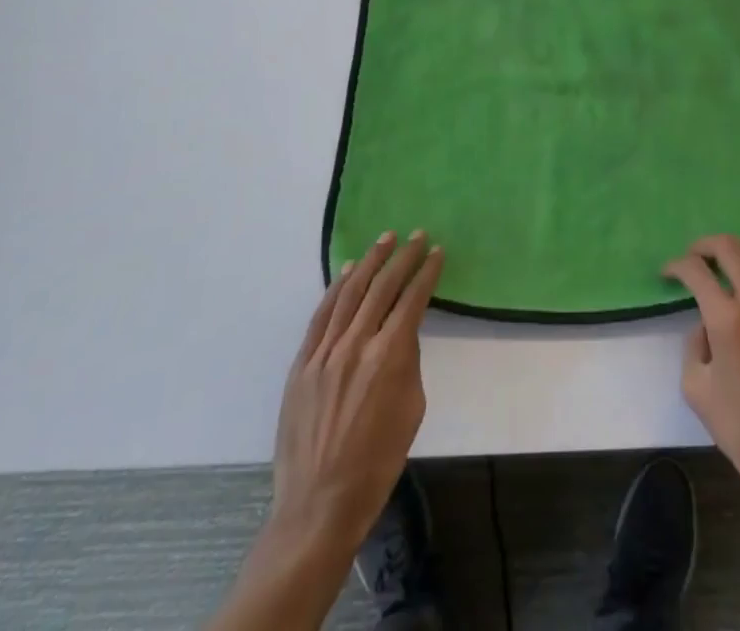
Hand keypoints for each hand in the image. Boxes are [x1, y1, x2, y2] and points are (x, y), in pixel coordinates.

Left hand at [266, 230, 442, 554]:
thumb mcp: (412, 409)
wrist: (320, 504)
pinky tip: (348, 272)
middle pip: (382, 287)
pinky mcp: (302, 364)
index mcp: (389, 356)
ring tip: (385, 239)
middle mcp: (356, 344)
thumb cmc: (377, 463)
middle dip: (403, 257)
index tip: (437, 252)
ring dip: (370, 262)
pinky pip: (322, 315)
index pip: (412, 299)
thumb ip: (408, 361)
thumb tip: (401, 334)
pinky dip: (336, 288)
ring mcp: (325, 352)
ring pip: (350, 292)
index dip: (426, 273)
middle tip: (417, 236)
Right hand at [664, 235, 739, 502]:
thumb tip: (706, 325)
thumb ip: (694, 345)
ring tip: (725, 266)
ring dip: (737, 254)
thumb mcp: (695, 388)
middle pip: (730, 249)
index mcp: (726, 321)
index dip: (677, 266)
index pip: (696, 272)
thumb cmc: (739, 428)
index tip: (668, 274)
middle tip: (694, 258)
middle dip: (705, 246)